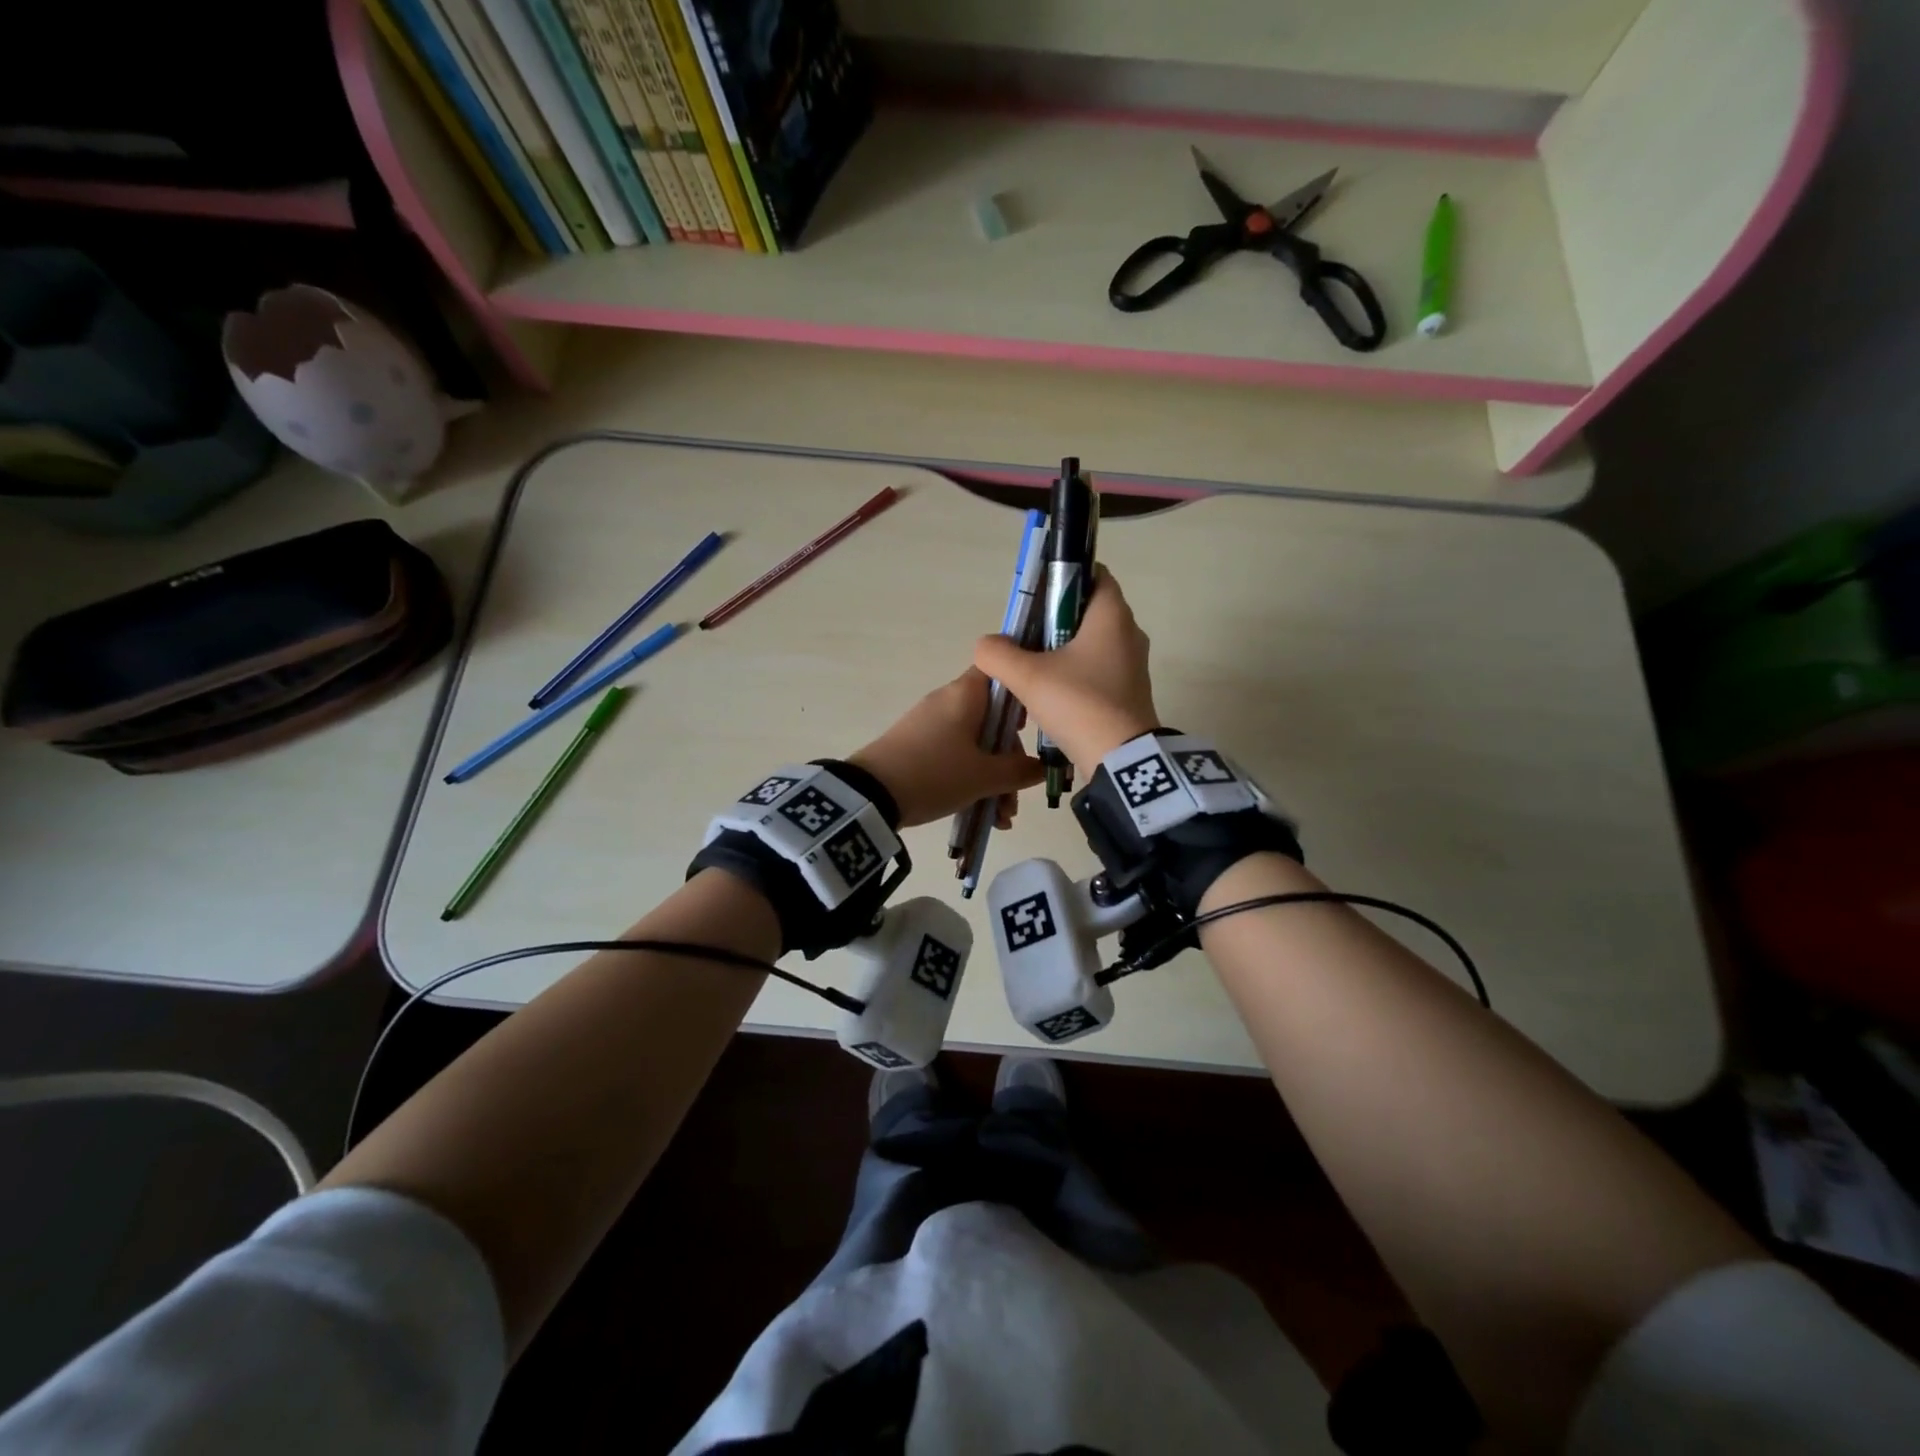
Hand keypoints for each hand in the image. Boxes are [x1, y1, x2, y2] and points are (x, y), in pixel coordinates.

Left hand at [848, 668, 1044, 828]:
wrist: (870, 795)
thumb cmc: (936, 774)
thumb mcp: (985, 777)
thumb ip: (1020, 770)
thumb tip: (1041, 767)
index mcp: (966, 694)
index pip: (1000, 672)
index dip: (1022, 692)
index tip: (1035, 723)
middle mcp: (948, 702)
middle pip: (992, 719)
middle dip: (1010, 759)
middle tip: (1018, 793)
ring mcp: (929, 725)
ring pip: (975, 745)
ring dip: (993, 779)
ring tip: (1001, 818)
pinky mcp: (915, 747)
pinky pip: (954, 757)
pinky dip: (971, 781)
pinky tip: (983, 816)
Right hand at [973, 566, 1158, 771]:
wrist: (1120, 760)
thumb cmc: (1078, 703)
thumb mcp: (1027, 676)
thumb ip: (998, 653)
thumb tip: (986, 645)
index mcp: (1112, 616)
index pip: (1094, 574)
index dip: (1064, 577)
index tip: (1036, 595)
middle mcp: (1129, 633)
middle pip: (1088, 611)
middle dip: (1055, 619)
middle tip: (1024, 635)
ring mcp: (1132, 665)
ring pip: (1092, 643)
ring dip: (1062, 650)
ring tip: (1031, 666)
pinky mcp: (1129, 692)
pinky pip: (1098, 670)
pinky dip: (1074, 673)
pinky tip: (1049, 692)